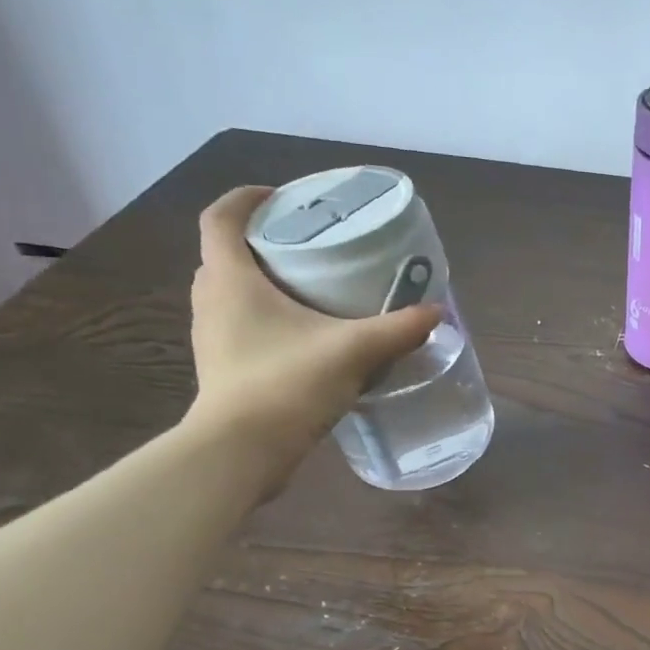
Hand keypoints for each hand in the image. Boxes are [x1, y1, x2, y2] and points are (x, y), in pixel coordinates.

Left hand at [183, 186, 439, 476]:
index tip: (282, 196)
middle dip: (263, 242)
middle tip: (308, 244)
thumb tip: (437, 313)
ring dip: (264, 282)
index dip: (246, 198)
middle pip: (226, 254)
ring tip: (312, 288)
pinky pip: (242, 325)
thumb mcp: (354, 351)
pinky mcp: (223, 367)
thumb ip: (399, 329)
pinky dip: (269, 318)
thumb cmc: (287, 384)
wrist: (241, 453)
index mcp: (231, 280)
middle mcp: (212, 302)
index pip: (221, 218)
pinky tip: (308, 336)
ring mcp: (213, 338)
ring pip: (233, 292)